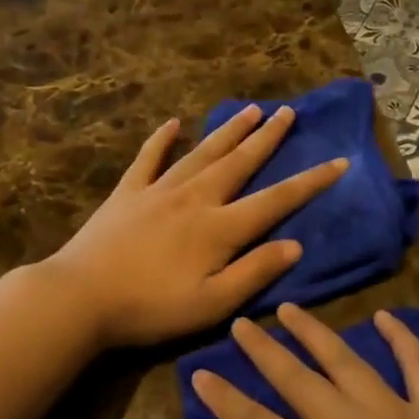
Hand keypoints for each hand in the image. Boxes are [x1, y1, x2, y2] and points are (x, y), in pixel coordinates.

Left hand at [43, 107, 347, 347]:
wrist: (80, 297)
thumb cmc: (150, 308)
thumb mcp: (212, 303)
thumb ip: (255, 272)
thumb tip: (295, 246)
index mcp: (219, 228)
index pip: (276, 200)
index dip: (310, 182)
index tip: (338, 161)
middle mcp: (195, 198)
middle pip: (239, 162)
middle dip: (268, 138)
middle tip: (289, 112)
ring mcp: (159, 191)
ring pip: (202, 153)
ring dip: (229, 131)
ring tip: (250, 110)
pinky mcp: (128, 193)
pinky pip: (149, 159)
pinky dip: (162, 140)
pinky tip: (172, 124)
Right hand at [191, 304, 418, 418]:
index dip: (224, 399)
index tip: (200, 372)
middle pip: (297, 380)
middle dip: (263, 350)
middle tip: (240, 323)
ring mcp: (402, 417)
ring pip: (347, 361)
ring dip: (315, 332)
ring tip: (291, 309)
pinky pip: (418, 366)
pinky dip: (402, 338)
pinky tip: (385, 317)